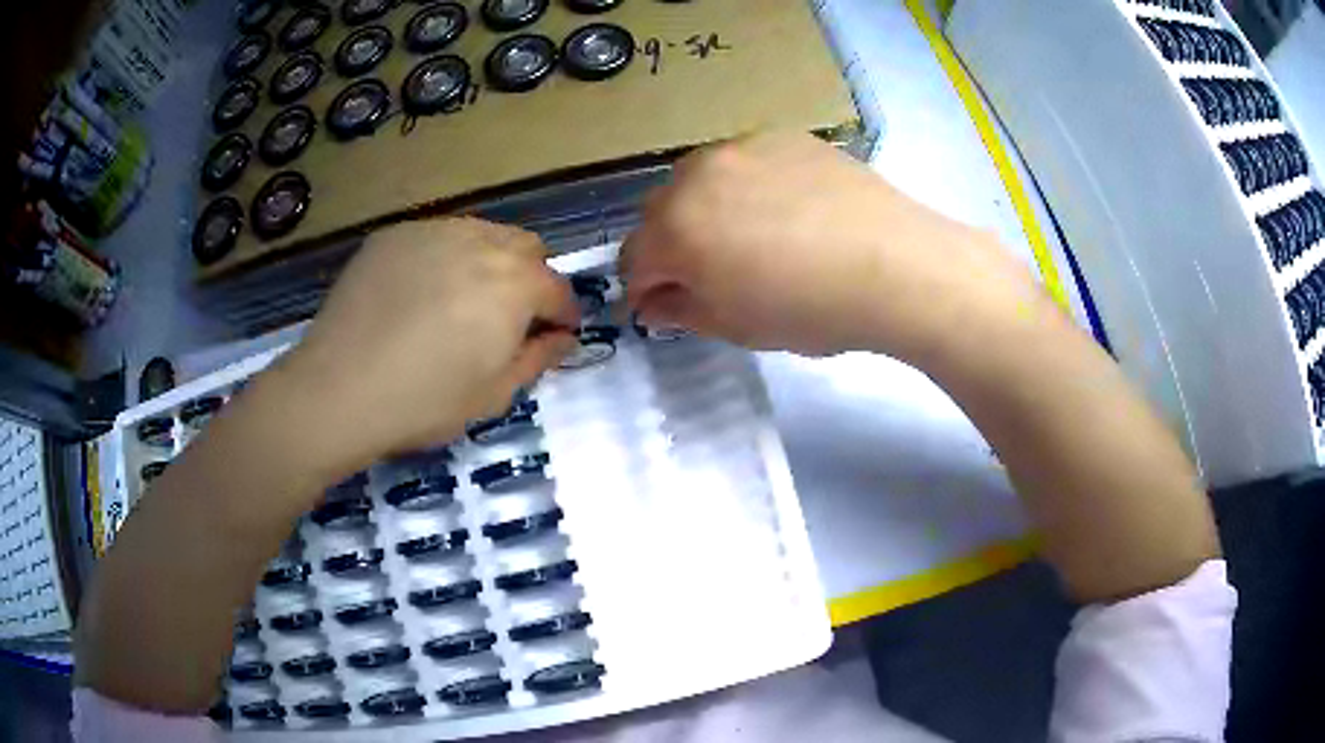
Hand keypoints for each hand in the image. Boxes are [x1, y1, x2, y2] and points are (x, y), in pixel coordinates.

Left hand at [273, 218, 578, 471]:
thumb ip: (538, 358)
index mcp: (515, 284)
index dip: (563, 314)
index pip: (558, 288)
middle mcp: (481, 242)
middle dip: (531, 278)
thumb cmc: (424, 402)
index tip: (556, 335)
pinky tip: (420, 294)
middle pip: (526, 247)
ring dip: (489, 262)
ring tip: (464, 301)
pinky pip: (436, 237)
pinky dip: (444, 258)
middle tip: (510, 317)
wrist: (339, 389)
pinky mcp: (393, 235)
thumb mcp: (494, 394)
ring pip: (482, 233)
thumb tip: (564, 338)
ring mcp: (433, 231)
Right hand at [622, 132, 1045, 361]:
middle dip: (672, 244)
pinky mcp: (782, 136)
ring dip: (706, 208)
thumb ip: (681, 311)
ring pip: (699, 180)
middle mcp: (695, 176)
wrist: (895, 264)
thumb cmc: (812, 308)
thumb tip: (653, 302)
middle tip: (714, 271)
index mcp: (675, 229)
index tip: (669, 304)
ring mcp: (741, 148)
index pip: (633, 258)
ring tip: (752, 235)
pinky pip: (745, 161)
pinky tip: (788, 209)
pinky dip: (748, 185)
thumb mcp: (737, 326)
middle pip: (659, 212)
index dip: (647, 287)